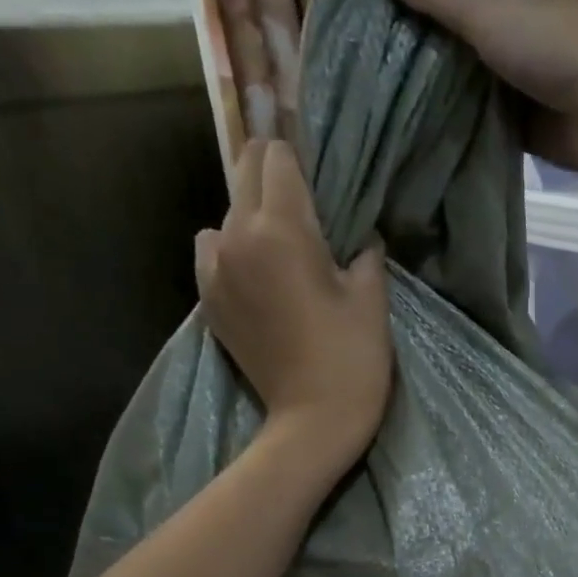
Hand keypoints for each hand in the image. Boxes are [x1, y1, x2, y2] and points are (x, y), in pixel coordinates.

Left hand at [196, 140, 391, 475]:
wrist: (312, 420)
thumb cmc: (352, 357)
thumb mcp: (370, 297)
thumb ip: (363, 251)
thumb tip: (358, 235)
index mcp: (280, 229)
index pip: (276, 157)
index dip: (297, 156)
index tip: (316, 171)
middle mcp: (236, 237)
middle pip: (244, 173)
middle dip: (272, 176)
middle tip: (304, 200)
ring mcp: (214, 270)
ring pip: (225, 215)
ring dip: (250, 217)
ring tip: (281, 249)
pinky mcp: (207, 300)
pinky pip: (212, 252)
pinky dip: (233, 250)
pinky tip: (259, 277)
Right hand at [380, 0, 577, 177]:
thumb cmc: (560, 44)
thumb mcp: (491, 7)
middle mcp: (519, 25)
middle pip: (459, 27)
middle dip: (418, 36)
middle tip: (360, 40)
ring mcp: (522, 78)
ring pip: (467, 78)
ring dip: (432, 84)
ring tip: (372, 84)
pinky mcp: (524, 125)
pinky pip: (480, 122)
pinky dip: (454, 125)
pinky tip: (411, 126)